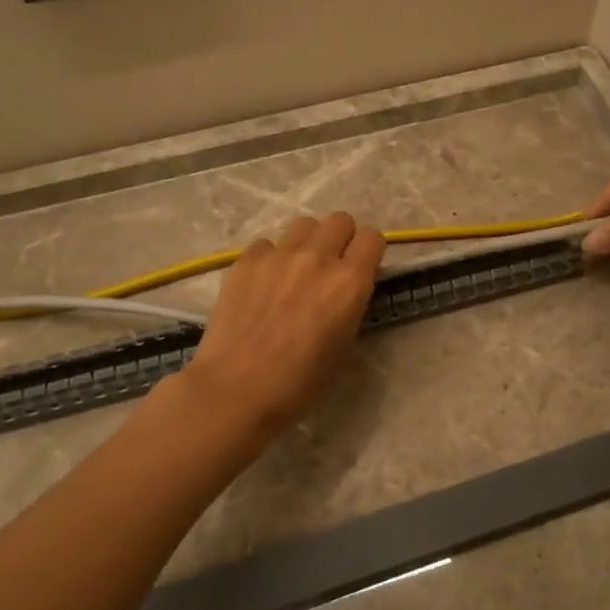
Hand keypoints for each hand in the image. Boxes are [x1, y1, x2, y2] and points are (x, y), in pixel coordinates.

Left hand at [180, 212, 385, 440]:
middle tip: (331, 266)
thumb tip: (345, 289)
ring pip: (304, 224)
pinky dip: (271, 257)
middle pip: (341, 220)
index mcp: (350, 282)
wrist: (236, 390)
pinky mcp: (246, 260)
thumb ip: (350, 305)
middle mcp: (318, 258)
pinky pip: (267, 243)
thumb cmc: (299, 382)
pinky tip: (263, 284)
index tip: (362, 267)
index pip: (373, 237)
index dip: (369, 251)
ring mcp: (279, 255)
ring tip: (296, 269)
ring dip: (308, 241)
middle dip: (341, 238)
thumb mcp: (343, 346)